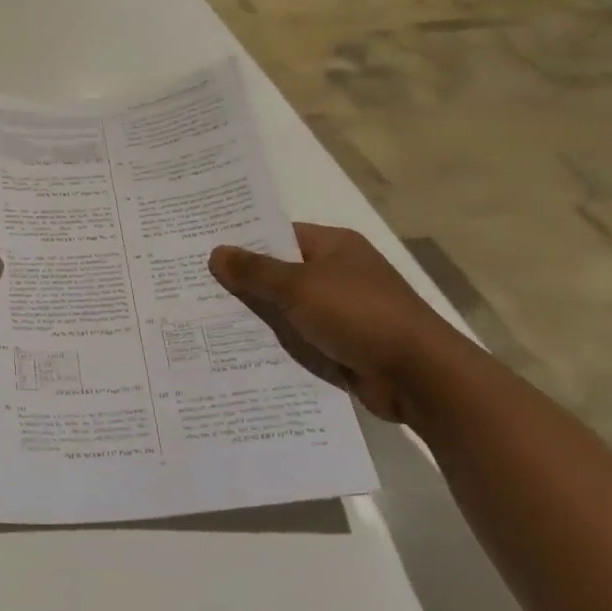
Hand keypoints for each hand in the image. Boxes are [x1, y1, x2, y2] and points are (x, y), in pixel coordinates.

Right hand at [208, 225, 460, 423]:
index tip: (203, 248)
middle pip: (280, 271)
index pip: (279, 235)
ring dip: (256, 315)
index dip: (243, 240)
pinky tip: (237, 348)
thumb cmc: (358, 315)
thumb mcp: (298, 287)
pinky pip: (299, 337)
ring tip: (203, 317)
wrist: (418, 376)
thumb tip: (216, 252)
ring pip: (287, 307)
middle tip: (193, 284)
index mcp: (335, 246)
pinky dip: (275, 342)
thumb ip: (255, 271)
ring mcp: (341, 310)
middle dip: (243, 280)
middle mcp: (338, 273)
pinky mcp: (342, 344)